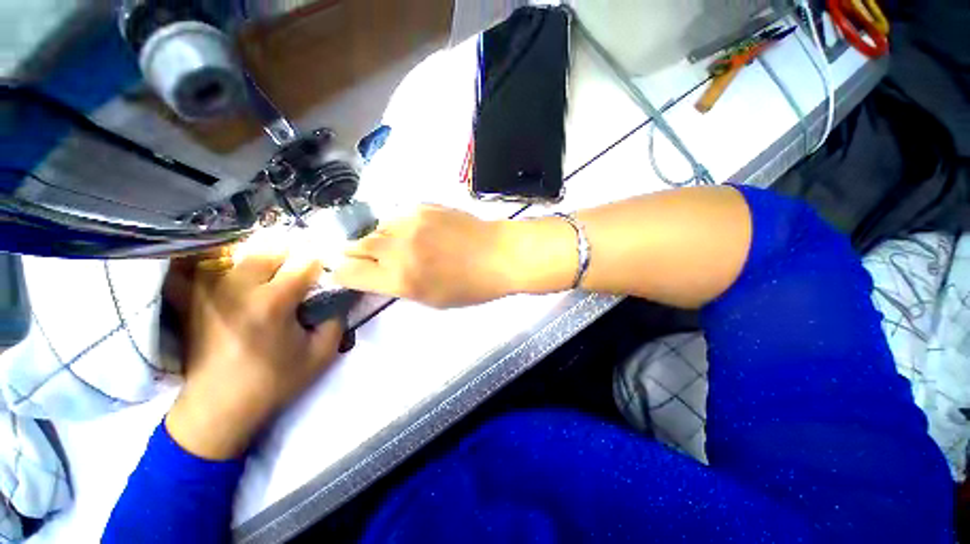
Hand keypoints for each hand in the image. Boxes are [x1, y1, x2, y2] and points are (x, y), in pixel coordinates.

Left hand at [164, 243, 342, 459]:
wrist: (218, 406)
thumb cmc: (274, 381)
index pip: (304, 263)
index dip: (322, 262)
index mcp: (273, 302)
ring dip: (265, 257)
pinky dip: (228, 263)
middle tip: (303, 269)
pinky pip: (210, 267)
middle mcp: (239, 288)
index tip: (330, 266)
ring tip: (277, 270)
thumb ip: (336, 319)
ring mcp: (212, 290)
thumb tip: (338, 297)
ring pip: (242, 254)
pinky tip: (241, 274)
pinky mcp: (195, 298)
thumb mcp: (321, 354)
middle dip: (292, 255)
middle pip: (270, 250)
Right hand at [331, 205, 528, 307]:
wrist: (498, 254)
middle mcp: (398, 248)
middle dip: (357, 254)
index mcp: (400, 279)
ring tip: (403, 246)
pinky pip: (399, 217)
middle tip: (371, 259)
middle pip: (355, 246)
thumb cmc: (470, 286)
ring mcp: (410, 223)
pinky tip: (421, 233)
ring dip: (382, 239)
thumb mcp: (431, 299)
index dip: (343, 274)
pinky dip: (402, 227)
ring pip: (378, 228)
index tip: (348, 274)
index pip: (348, 273)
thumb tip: (378, 272)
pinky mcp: (423, 206)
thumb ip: (399, 285)